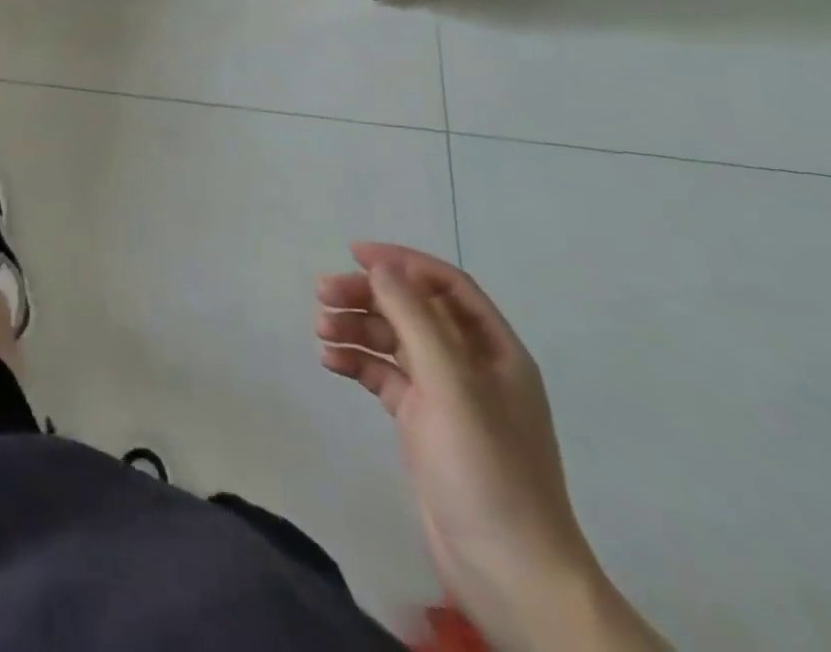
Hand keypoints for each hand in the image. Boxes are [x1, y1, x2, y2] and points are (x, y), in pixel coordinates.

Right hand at [316, 244, 664, 650]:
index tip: (355, 255)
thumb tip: (382, 267)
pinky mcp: (422, 424)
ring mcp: (445, 396)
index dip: (403, 262)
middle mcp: (470, 365)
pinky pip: (384, 376)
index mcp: (493, 350)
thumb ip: (416, 318)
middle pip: (413, 309)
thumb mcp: (451, 384)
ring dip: (357, 327)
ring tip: (321, 330)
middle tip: (322, 293)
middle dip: (369, 295)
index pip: (446, 285)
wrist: (510, 574)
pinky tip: (331, 362)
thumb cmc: (487, 469)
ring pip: (394, 341)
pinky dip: (357, 362)